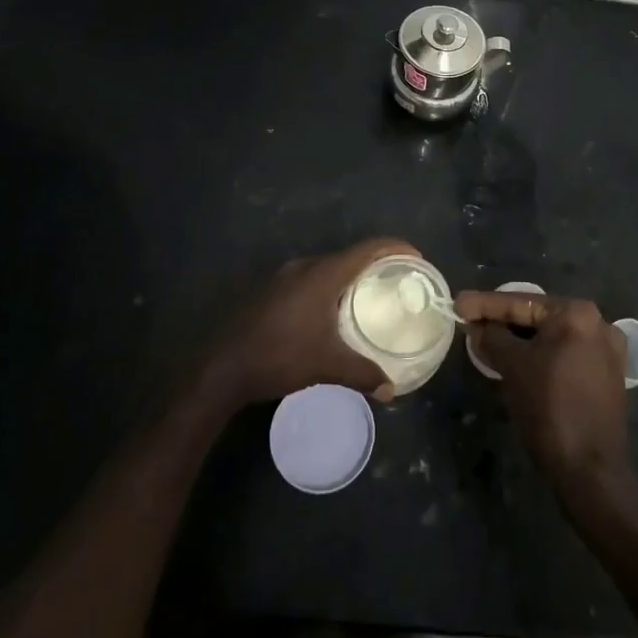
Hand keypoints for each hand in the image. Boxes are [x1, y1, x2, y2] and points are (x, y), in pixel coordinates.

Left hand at [205, 238, 412, 406]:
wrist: (220, 367)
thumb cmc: (279, 356)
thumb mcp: (326, 366)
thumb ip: (363, 373)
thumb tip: (392, 390)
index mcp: (324, 274)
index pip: (369, 248)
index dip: (396, 248)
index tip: (417, 257)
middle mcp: (306, 266)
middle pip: (350, 255)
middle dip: (376, 264)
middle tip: (398, 281)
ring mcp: (285, 276)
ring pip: (328, 267)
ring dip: (351, 276)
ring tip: (369, 296)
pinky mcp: (272, 290)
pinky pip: (311, 278)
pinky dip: (330, 286)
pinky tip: (332, 311)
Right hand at [457, 291, 630, 495]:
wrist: (589, 470)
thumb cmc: (548, 409)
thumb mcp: (512, 367)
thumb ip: (492, 337)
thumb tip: (478, 327)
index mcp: (577, 313)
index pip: (521, 302)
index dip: (484, 304)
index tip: (457, 303)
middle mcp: (598, 323)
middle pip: (538, 317)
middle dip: (503, 321)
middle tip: (471, 322)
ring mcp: (607, 350)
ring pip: (552, 337)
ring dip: (520, 340)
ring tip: (488, 340)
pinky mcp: (607, 375)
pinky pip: (565, 354)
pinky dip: (541, 355)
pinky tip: (518, 360)